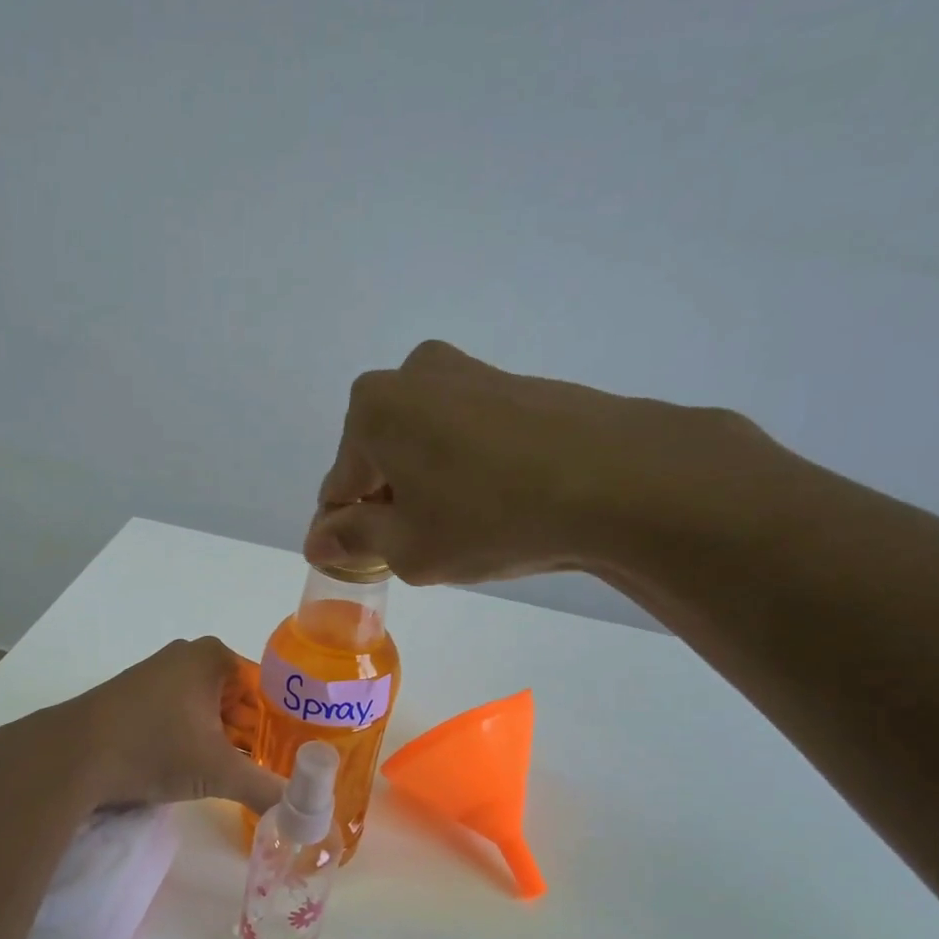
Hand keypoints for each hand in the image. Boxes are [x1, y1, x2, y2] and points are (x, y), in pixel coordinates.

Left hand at [35, 637, 284, 815]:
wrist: (71, 756)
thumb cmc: (154, 748)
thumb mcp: (218, 772)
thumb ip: (265, 790)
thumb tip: (305, 816)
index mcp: (213, 657)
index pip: (266, 689)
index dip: (282, 725)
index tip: (292, 758)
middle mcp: (186, 657)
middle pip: (238, 700)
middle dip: (253, 737)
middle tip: (269, 773)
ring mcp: (157, 675)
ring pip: (208, 711)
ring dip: (223, 742)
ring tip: (239, 777)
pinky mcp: (135, 698)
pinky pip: (180, 716)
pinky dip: (193, 741)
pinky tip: (197, 772)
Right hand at [304, 340, 777, 589]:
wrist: (618, 480)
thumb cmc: (490, 517)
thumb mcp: (408, 546)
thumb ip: (353, 540)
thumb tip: (320, 538)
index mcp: (373, 408)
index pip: (339, 485)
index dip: (347, 531)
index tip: (364, 565)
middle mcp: (413, 375)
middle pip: (380, 457)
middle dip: (389, 502)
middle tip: (421, 548)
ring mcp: (469, 373)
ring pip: (424, 444)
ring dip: (428, 486)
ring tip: (466, 528)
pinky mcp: (515, 385)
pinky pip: (467, 435)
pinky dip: (467, 469)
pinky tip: (498, 503)